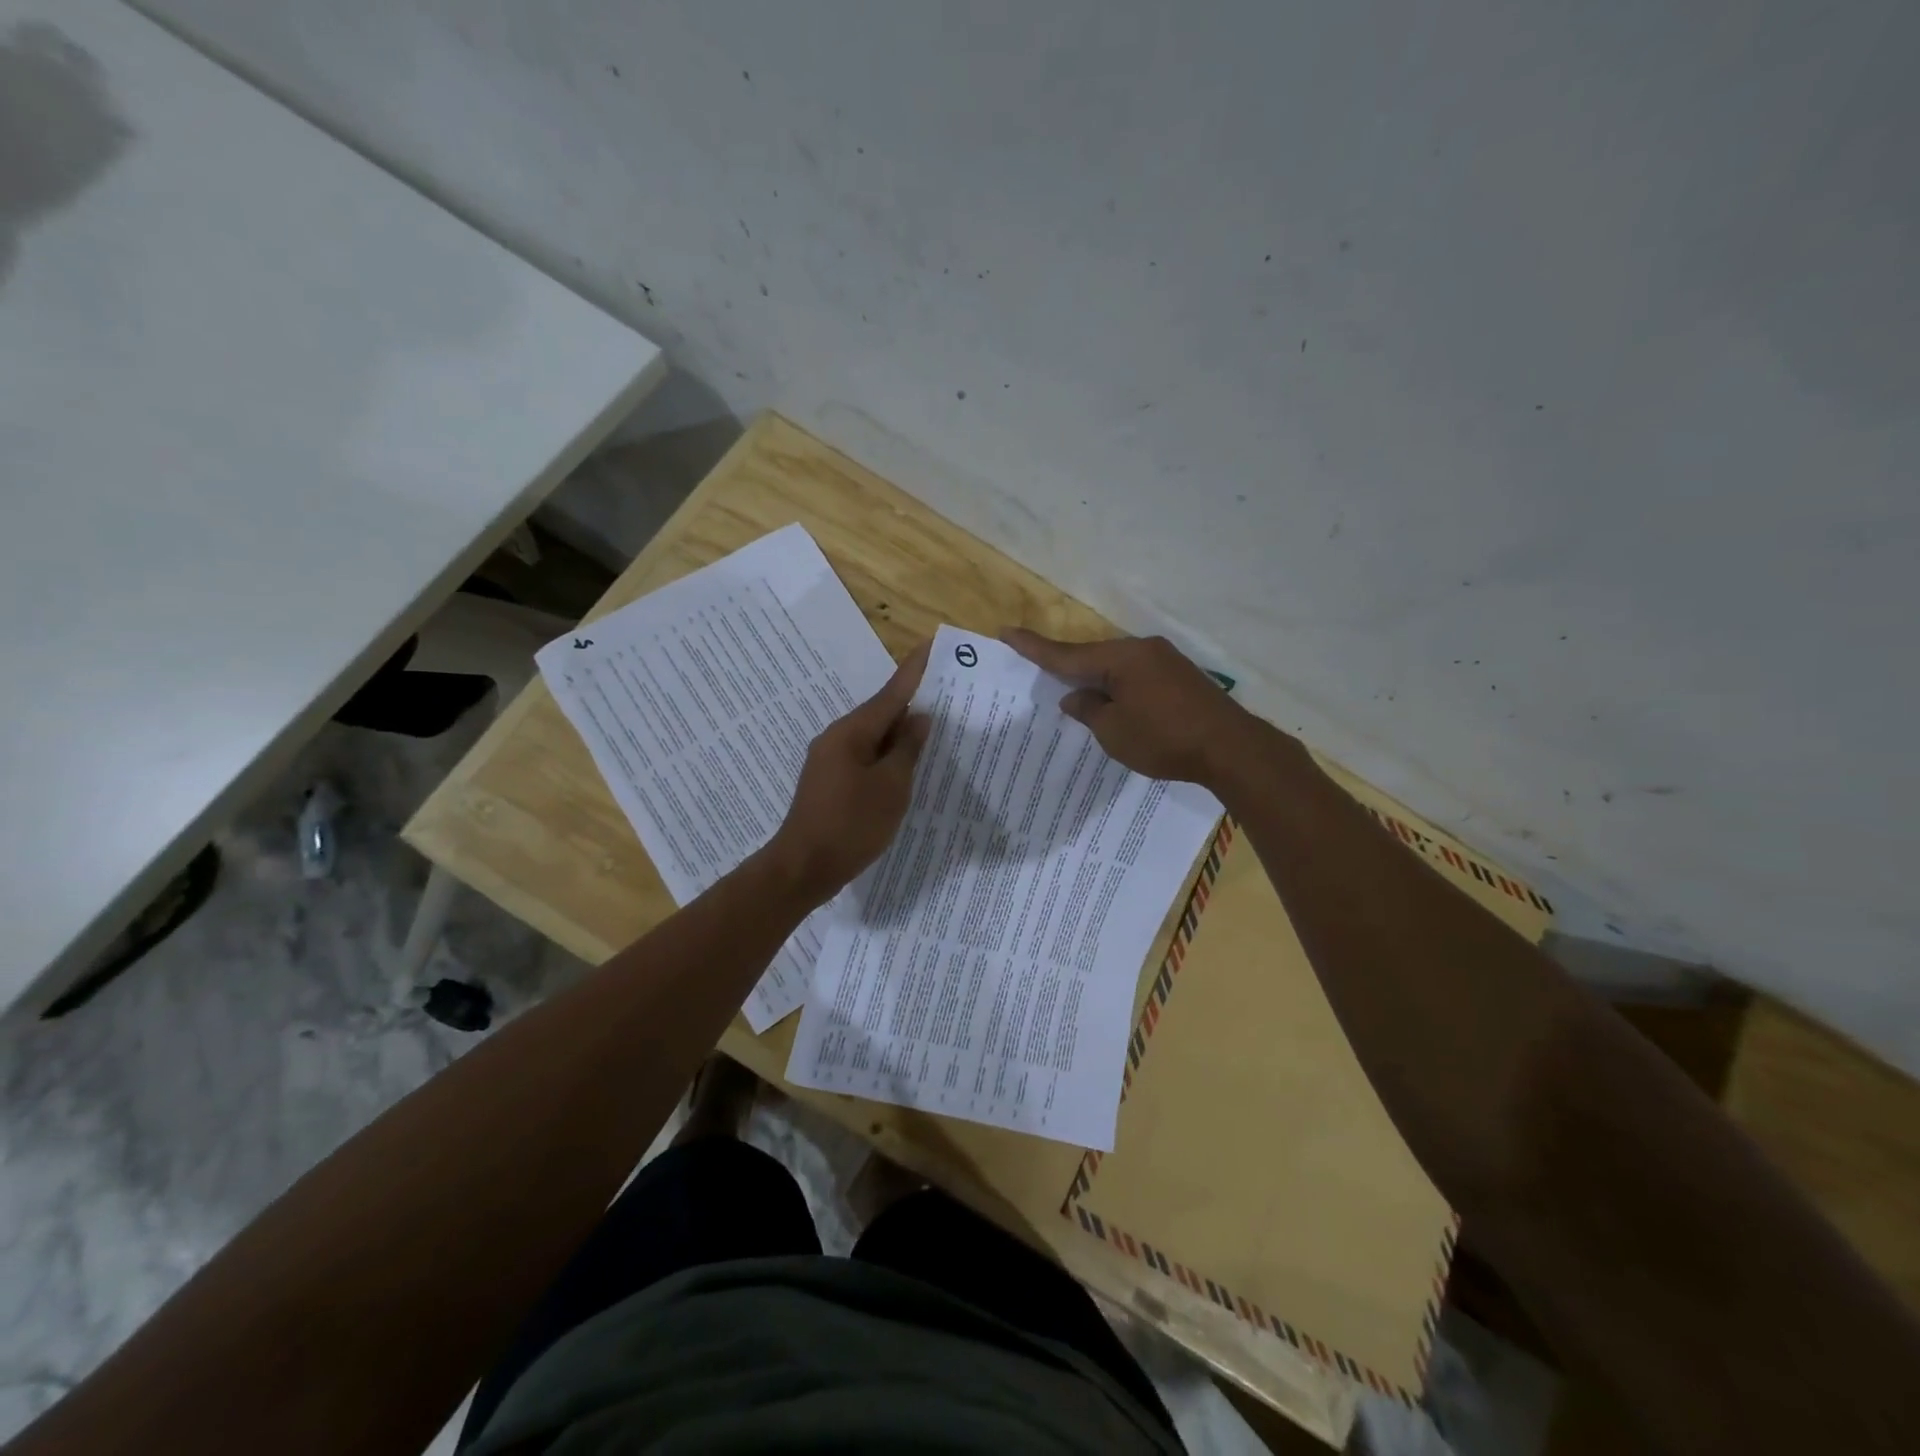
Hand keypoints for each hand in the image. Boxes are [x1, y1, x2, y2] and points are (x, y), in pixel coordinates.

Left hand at [763, 642, 932, 902]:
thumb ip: (907, 750)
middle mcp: (836, 738)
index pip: (890, 694)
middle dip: (911, 705)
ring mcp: (829, 760)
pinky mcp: (829, 782)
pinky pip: (864, 757)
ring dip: (899, 734)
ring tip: (933, 731)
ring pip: (872, 738)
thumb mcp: (891, 787)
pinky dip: (886, 756)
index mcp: (851, 733)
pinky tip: (904, 766)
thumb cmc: (851, 825)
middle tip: (945, 696)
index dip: (913, 672)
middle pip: (880, 714)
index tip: (931, 646)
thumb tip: (919, 718)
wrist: (803, 867)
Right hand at [1001, 629, 1263, 785]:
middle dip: (1068, 669)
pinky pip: (1137, 676)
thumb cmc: (1164, 739)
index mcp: (1121, 658)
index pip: (1067, 654)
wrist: (1231, 748)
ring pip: (1117, 667)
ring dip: (1097, 681)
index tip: (1008, 632)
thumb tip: (1075, 696)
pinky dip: (1120, 688)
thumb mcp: (1114, 732)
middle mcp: (1142, 650)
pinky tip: (1116, 704)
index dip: (1034, 648)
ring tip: (1080, 698)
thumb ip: (1089, 710)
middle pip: (1094, 657)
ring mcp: (1165, 661)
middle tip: (1041, 673)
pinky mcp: (1181, 677)